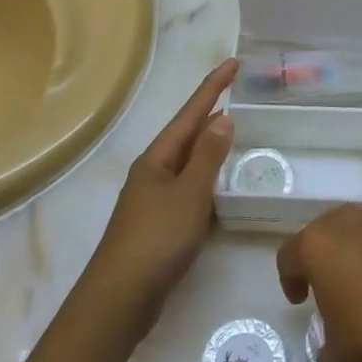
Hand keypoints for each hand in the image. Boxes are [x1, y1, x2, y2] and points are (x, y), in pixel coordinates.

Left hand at [86, 58, 236, 333]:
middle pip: (187, 135)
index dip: (213, 87)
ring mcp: (154, 199)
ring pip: (189, 164)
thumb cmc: (156, 239)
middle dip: (212, 114)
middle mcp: (153, 172)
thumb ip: (208, 156)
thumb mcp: (189, 194)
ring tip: (238, 134)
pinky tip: (223, 188)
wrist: (120, 298)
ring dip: (211, 148)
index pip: (190, 113)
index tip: (234, 63)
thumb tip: (223, 118)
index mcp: (157, 158)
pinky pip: (190, 191)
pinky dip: (209, 182)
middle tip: (241, 96)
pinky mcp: (160, 225)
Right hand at [276, 205, 361, 361]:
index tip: (301, 301)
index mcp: (318, 245)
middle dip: (324, 259)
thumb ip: (326, 351)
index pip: (290, 256)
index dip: (290, 280)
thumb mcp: (339, 358)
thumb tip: (331, 351)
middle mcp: (349, 222)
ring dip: (358, 255)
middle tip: (331, 289)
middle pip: (325, 234)